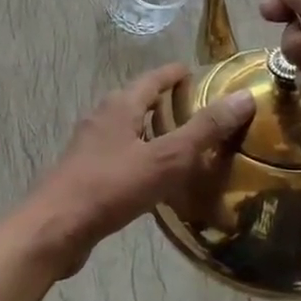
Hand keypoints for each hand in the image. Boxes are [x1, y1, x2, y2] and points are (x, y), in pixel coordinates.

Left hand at [19, 64, 255, 276]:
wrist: (56, 227)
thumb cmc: (112, 186)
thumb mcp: (166, 158)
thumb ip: (204, 130)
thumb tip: (243, 96)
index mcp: (120, 105)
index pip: (153, 79)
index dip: (175, 74)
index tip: (196, 73)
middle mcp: (102, 117)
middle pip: (137, 101)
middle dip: (165, 102)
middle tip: (197, 110)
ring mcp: (90, 145)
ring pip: (128, 129)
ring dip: (152, 131)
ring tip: (182, 144)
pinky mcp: (85, 172)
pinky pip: (120, 155)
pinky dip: (141, 157)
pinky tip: (154, 178)